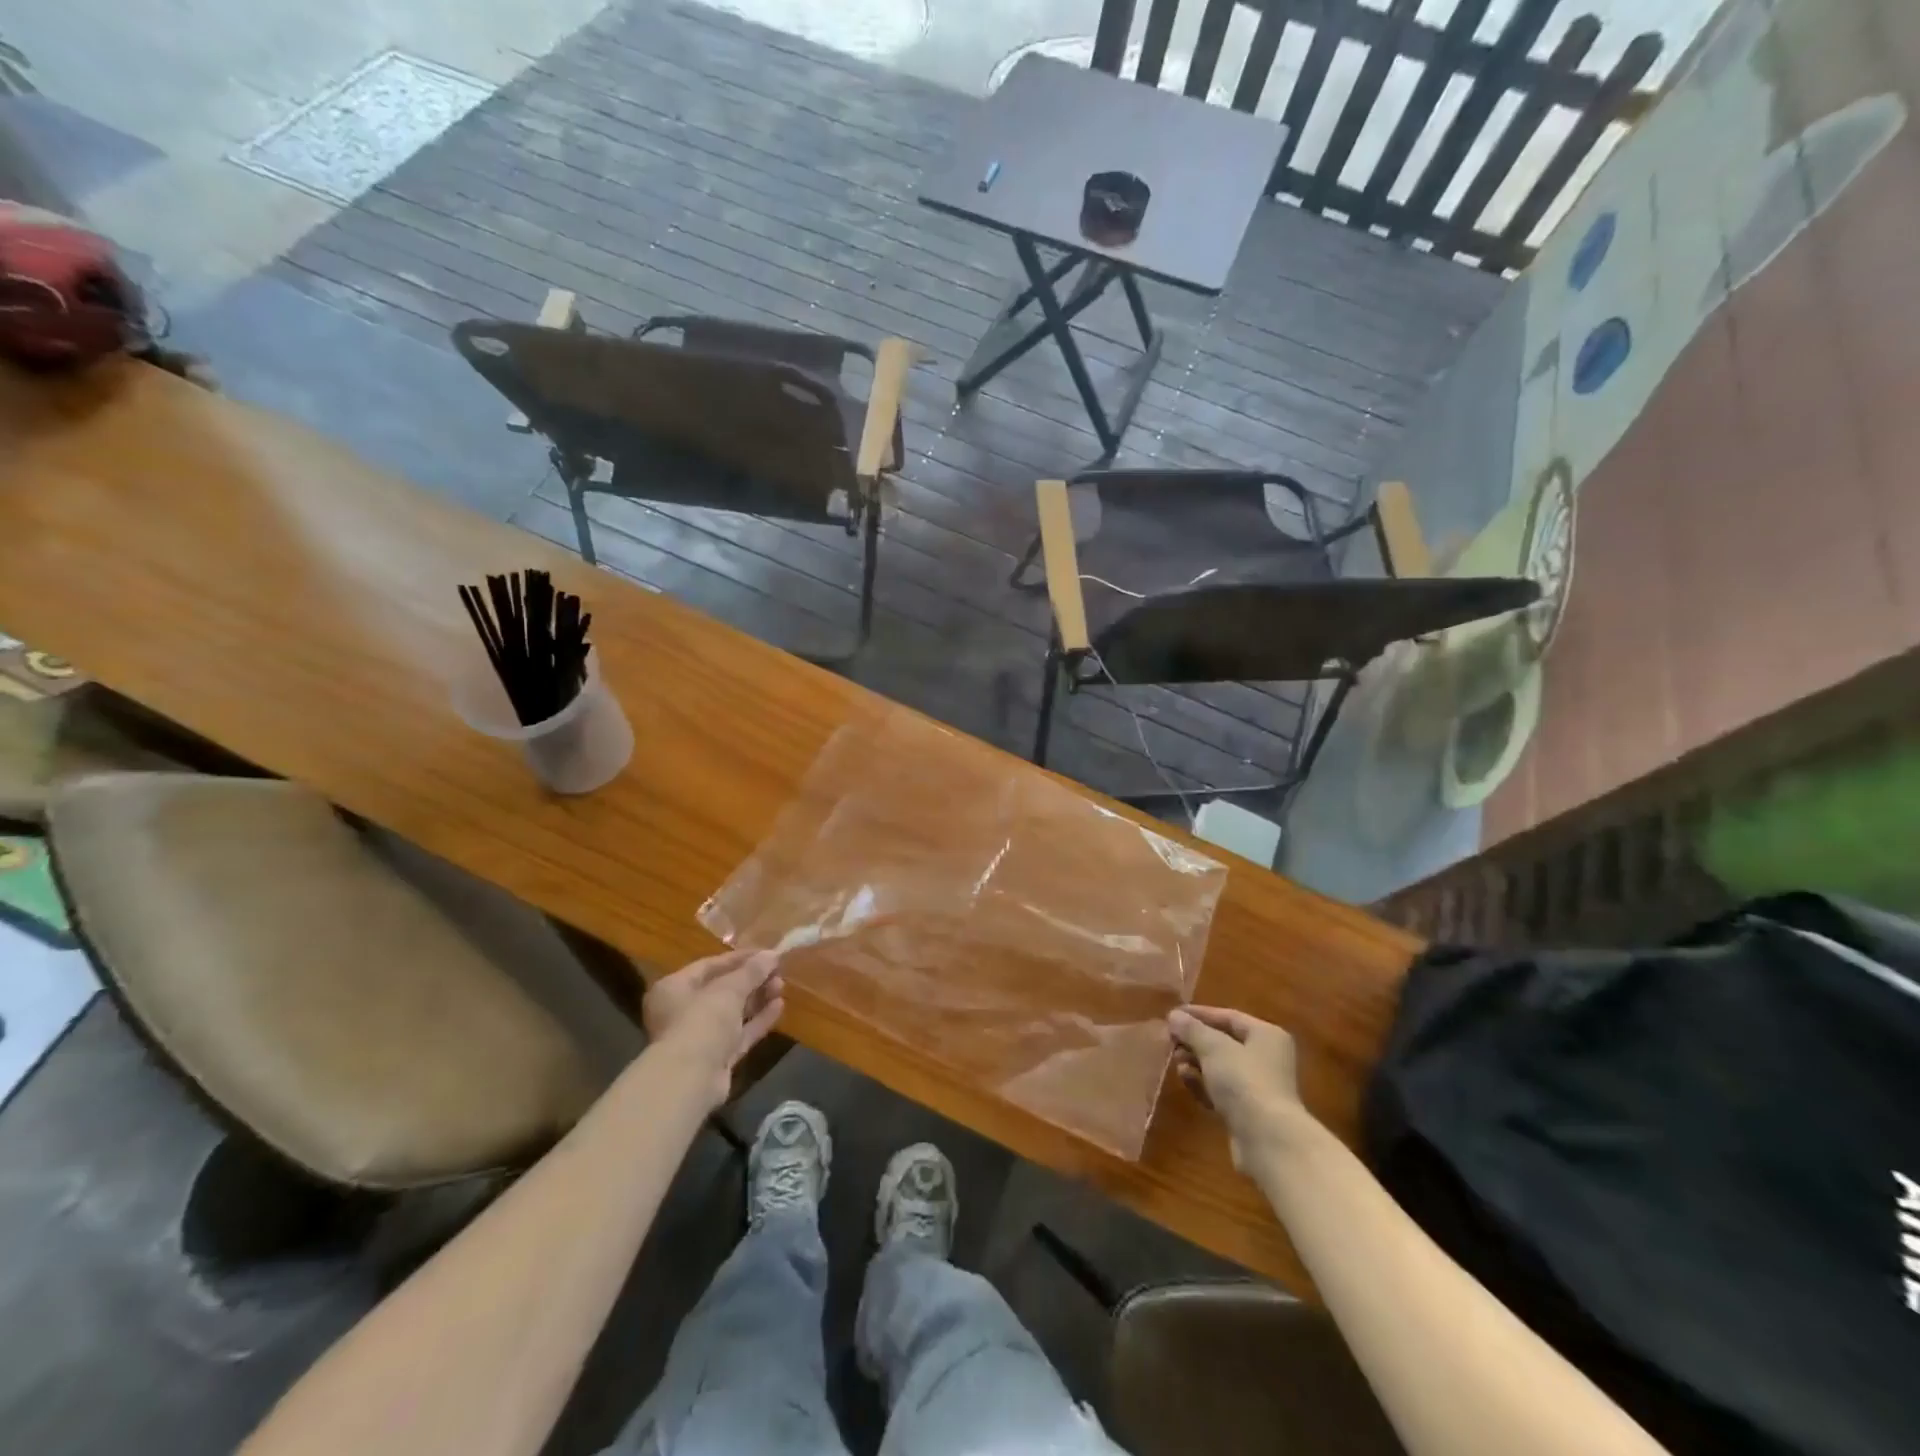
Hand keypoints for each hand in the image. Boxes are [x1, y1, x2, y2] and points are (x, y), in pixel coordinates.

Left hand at [643, 950, 785, 1107]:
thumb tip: (772, 954)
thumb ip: (752, 971)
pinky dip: (757, 1021)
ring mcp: (699, 1037)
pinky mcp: (716, 1058)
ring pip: (732, 1013)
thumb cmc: (701, 1021)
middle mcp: (682, 1011)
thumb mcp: (729, 989)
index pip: (710, 965)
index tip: (767, 953)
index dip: (740, 958)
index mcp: (674, 988)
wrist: (690, 1080)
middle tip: (778, 971)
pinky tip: (779, 1007)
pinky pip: (739, 1034)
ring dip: (757, 999)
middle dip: (751, 980)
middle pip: (722, 990)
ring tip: (782, 986)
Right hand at [1168, 1006, 1307, 1169]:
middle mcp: (1266, 1058)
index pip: (1228, 1017)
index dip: (1199, 1014)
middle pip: (1224, 1043)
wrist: (1267, 1140)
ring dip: (1196, 1063)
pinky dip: (1203, 1084)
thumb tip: (1174, 1015)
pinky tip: (1186, 1081)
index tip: (1171, 1015)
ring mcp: (1259, 1087)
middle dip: (1195, 1041)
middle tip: (1170, 1042)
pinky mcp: (1248, 1112)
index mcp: (1267, 1036)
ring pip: (1220, 1068)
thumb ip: (1192, 1029)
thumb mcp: (1213, 1047)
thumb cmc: (1244, 1081)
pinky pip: (1221, 1091)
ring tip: (1177, 1062)